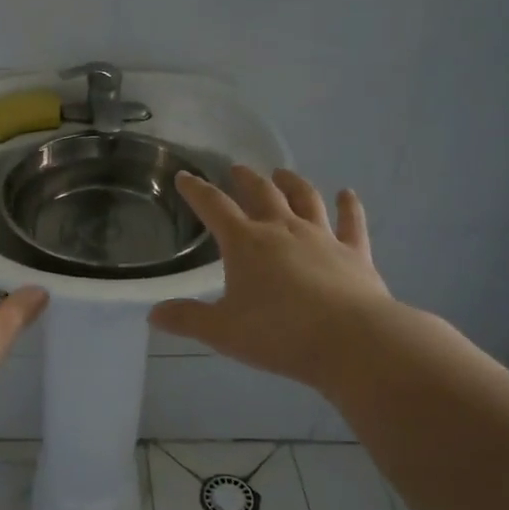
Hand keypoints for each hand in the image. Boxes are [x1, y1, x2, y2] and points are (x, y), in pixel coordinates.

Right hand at [149, 166, 392, 389]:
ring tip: (282, 173)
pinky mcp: (354, 252)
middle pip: (261, 194)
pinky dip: (349, 206)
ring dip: (292, 183)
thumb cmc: (278, 333)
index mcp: (245, 243)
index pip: (214, 207)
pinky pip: (352, 222)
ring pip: (305, 199)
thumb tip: (154, 315)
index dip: (196, 190)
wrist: (351, 340)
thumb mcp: (222, 331)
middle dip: (245, 179)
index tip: (185, 176)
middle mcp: (282, 229)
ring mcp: (322, 237)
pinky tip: (348, 194)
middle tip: (237, 169)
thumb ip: (188, 319)